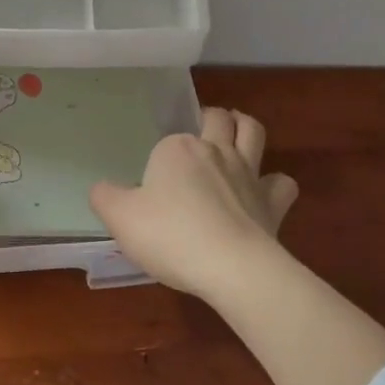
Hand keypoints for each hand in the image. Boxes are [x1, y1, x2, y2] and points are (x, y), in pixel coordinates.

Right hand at [89, 107, 298, 300]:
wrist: (231, 267)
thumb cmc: (170, 236)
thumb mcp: (120, 218)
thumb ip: (105, 197)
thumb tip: (101, 188)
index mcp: (176, 149)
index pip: (167, 142)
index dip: (161, 160)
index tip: (153, 185)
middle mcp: (214, 151)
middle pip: (217, 119)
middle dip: (211, 117)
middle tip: (203, 127)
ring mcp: (248, 174)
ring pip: (253, 132)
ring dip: (245, 127)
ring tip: (236, 132)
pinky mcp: (272, 202)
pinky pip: (282, 182)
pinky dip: (275, 182)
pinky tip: (265, 192)